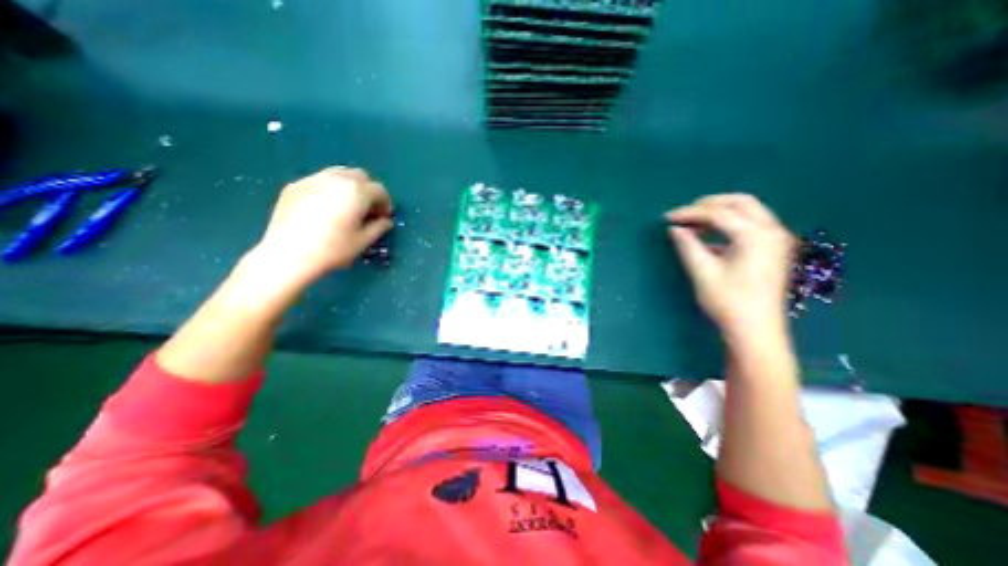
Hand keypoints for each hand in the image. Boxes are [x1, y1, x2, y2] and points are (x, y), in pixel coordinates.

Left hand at [252, 166, 393, 285]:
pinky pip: (320, 180)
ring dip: (350, 186)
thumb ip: (379, 227)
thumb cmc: (333, 249)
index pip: (380, 190)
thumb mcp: (363, 241)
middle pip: (361, 176)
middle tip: (367, 209)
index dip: (386, 204)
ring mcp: (313, 179)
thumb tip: (385, 221)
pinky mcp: (295, 185)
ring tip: (347, 205)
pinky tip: (325, 208)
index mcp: (357, 192)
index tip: (383, 217)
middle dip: (369, 190)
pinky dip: (330, 189)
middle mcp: (337, 179)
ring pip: (339, 173)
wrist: (288, 254)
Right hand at [668, 195, 800, 342]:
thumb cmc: (728, 302)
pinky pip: (750, 225)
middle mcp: (772, 231)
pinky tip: (709, 238)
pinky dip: (728, 225)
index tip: (668, 218)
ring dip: (719, 213)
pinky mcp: (773, 249)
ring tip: (693, 223)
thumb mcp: (703, 272)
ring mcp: (776, 240)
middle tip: (684, 214)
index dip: (690, 213)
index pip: (718, 213)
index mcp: (756, 236)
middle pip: (740, 203)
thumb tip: (675, 229)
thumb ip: (688, 246)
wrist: (755, 330)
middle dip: (709, 204)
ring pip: (747, 212)